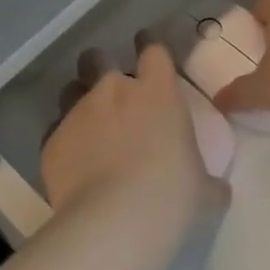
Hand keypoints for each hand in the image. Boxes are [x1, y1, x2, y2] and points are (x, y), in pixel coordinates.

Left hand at [42, 36, 226, 219]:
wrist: (114, 223)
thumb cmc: (171, 198)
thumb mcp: (204, 193)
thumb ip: (209, 183)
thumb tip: (217, 189)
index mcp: (157, 92)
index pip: (152, 50)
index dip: (149, 46)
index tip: (147, 49)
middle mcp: (114, 91)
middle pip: (98, 59)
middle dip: (100, 66)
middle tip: (109, 88)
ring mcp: (78, 113)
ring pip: (71, 90)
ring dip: (78, 101)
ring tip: (87, 126)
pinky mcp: (51, 141)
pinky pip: (55, 132)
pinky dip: (64, 142)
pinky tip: (72, 164)